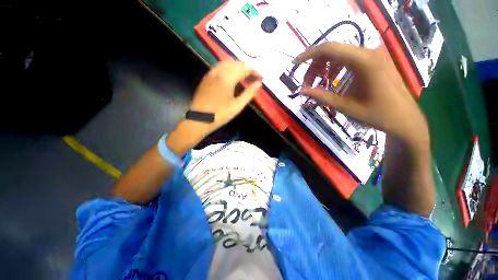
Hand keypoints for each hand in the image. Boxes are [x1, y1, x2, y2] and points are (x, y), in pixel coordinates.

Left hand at [166, 61, 261, 155]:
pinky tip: (232, 76)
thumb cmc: (220, 114)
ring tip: (245, 76)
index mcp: (227, 78)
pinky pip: (220, 66)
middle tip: (254, 77)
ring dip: (238, 67)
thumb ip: (249, 94)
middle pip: (236, 63)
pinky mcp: (207, 77)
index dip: (254, 71)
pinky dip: (229, 68)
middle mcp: (218, 71)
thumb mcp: (237, 106)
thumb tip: (258, 84)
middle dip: (247, 68)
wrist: (199, 119)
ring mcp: (211, 73)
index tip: (261, 77)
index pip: (244, 69)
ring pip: (227, 62)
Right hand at [294, 43, 428, 146]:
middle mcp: (368, 52)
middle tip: (306, 84)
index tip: (295, 65)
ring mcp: (373, 55)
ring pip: (339, 54)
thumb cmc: (376, 114)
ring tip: (317, 83)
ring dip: (324, 67)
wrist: (404, 118)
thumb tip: (302, 91)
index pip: (328, 49)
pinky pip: (348, 58)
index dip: (308, 55)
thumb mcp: (345, 106)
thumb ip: (321, 96)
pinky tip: (332, 79)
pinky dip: (335, 67)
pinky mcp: (374, 60)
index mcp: (363, 62)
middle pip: (332, 51)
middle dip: (315, 66)